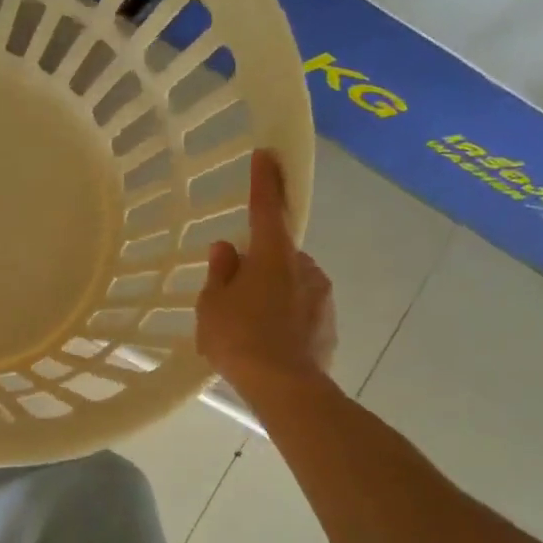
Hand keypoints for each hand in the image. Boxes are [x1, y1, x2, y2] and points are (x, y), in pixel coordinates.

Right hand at [196, 150, 337, 397]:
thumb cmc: (240, 340)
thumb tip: (227, 250)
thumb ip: (220, 273)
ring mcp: (322, 296)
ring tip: (250, 326)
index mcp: (273, 256)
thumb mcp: (212, 305)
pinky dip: (286, 317)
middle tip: (235, 292)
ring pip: (292, 283)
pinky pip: (302, 310)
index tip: (267, 154)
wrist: (286, 389)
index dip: (265, 180)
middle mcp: (304, 268)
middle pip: (279, 254)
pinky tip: (269, 343)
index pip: (267, 208)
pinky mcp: (330, 325)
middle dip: (261, 264)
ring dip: (273, 293)